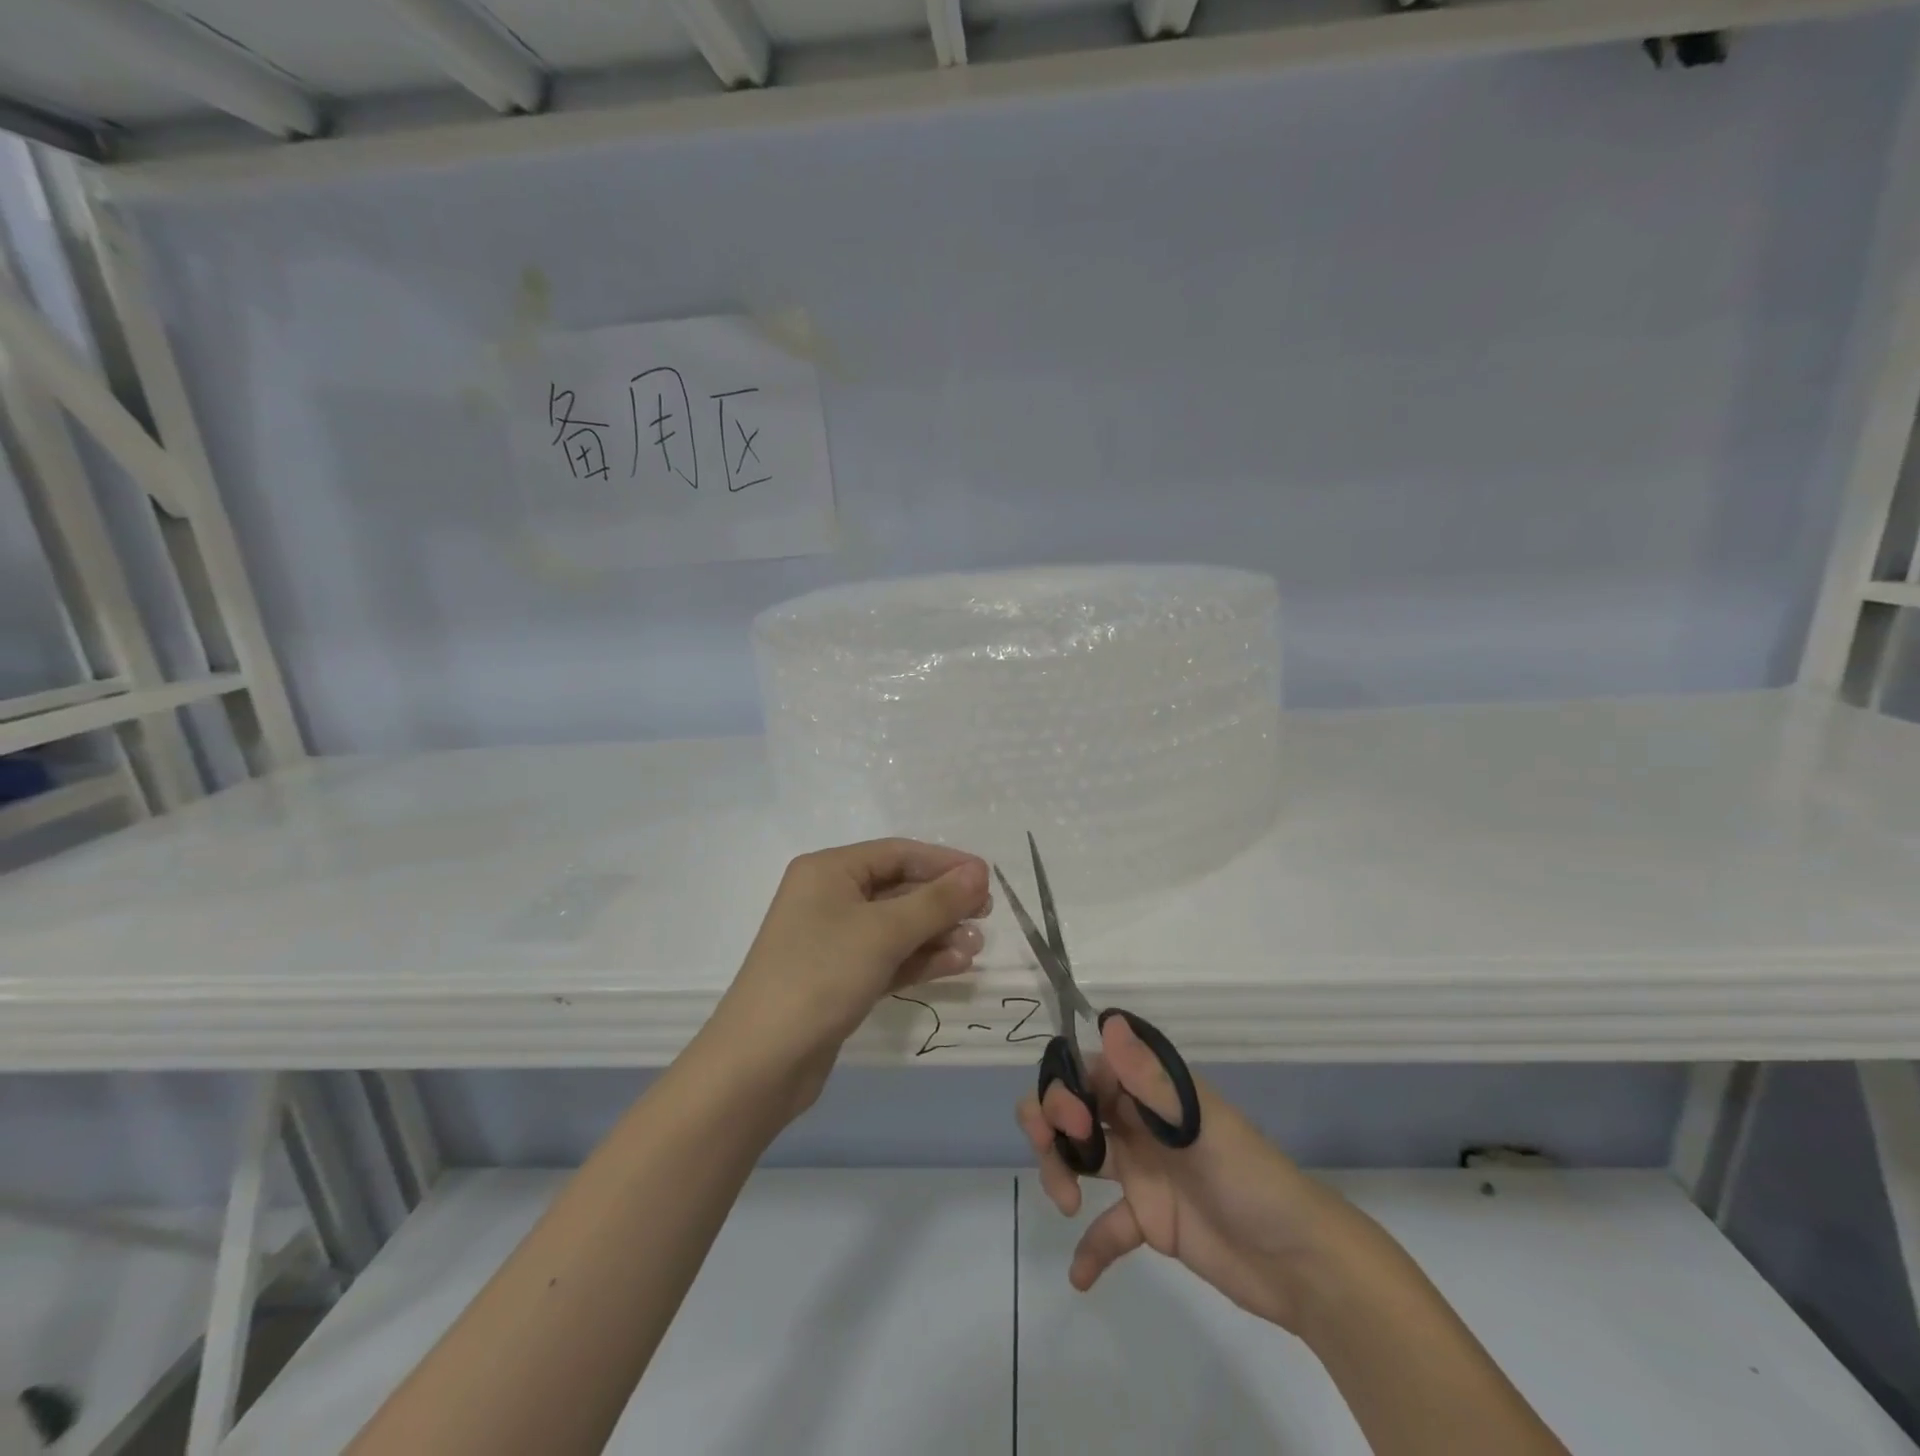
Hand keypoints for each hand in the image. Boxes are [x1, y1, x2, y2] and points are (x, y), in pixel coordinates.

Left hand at [714, 839, 991, 1103]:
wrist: (762, 1061)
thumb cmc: (821, 975)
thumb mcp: (884, 932)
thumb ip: (937, 901)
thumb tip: (979, 872)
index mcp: (829, 870)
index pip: (898, 853)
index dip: (945, 863)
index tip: (987, 878)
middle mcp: (829, 897)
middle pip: (899, 888)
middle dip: (943, 902)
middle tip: (986, 914)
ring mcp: (833, 940)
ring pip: (896, 926)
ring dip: (937, 933)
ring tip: (976, 947)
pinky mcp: (839, 978)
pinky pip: (887, 957)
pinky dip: (919, 959)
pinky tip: (955, 965)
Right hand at [1019, 1015, 1349, 1333]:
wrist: (1301, 1264)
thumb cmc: (1250, 1179)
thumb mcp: (1199, 1126)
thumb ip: (1150, 1079)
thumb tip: (1108, 1021)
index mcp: (1153, 1090)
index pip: (1089, 1071)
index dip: (1065, 1089)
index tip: (1071, 1123)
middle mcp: (1140, 1122)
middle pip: (1074, 1109)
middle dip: (1050, 1124)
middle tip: (1058, 1159)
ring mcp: (1143, 1171)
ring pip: (1081, 1157)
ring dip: (1060, 1173)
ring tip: (1067, 1207)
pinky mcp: (1150, 1220)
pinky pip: (1108, 1227)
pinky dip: (1090, 1247)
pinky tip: (1079, 1275)